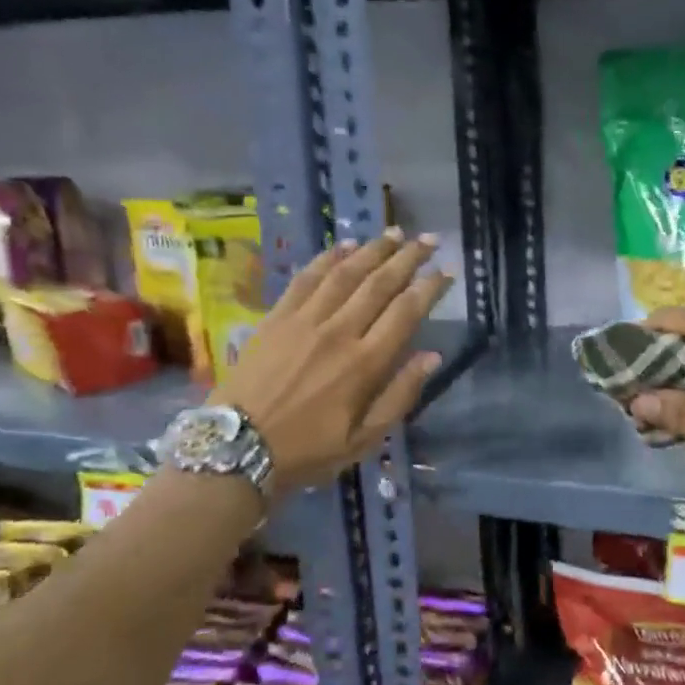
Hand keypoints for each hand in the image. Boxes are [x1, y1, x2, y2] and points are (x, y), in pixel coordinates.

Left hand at [218, 229, 450, 496]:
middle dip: (408, 258)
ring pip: (345, 273)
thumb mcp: (365, 439)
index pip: (406, 312)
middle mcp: (339, 332)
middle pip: (379, 283)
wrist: (237, 447)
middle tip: (429, 239)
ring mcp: (304, 320)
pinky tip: (344, 246)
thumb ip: (400, 396)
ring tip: (395, 234)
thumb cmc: (308, 450)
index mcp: (365, 364)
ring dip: (373, 250)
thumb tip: (432, 357)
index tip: (447, 271)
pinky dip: (328, 258)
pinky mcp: (277, 317)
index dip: (430, 288)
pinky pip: (307, 278)